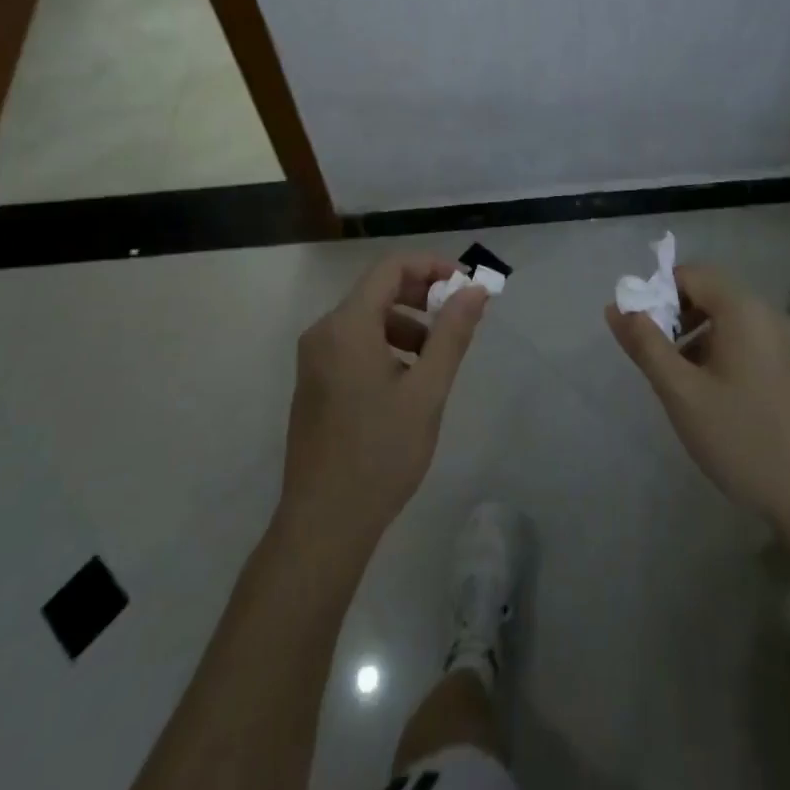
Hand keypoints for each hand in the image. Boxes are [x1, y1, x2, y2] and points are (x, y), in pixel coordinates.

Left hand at [277, 254, 488, 550]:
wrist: (324, 524)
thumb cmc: (380, 453)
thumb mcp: (427, 391)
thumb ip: (452, 334)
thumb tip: (475, 290)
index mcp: (347, 325)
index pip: (391, 268)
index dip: (431, 266)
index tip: (465, 285)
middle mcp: (324, 331)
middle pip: (377, 289)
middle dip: (422, 295)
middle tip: (459, 317)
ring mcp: (315, 358)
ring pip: (367, 318)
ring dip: (407, 323)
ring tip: (437, 357)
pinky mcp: (314, 381)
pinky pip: (354, 343)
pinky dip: (386, 344)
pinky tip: (408, 380)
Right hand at [607, 264, 789, 526]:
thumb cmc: (741, 440)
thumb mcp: (681, 393)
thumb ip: (645, 344)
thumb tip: (615, 307)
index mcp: (745, 311)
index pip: (691, 274)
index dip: (659, 293)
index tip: (643, 332)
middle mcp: (772, 314)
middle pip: (713, 293)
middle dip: (678, 317)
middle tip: (660, 359)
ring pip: (732, 319)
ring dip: (701, 336)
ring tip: (685, 381)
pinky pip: (753, 339)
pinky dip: (726, 350)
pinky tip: (719, 394)